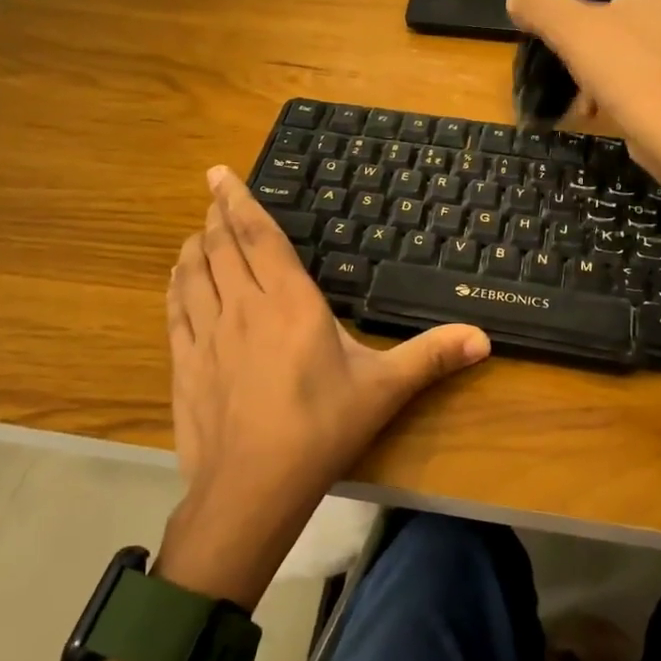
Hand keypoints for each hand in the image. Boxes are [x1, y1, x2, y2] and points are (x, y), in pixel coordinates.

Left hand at [159, 167, 489, 603]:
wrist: (252, 487)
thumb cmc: (322, 428)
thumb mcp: (384, 389)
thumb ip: (431, 357)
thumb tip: (485, 338)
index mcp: (290, 301)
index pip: (261, 237)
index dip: (240, 201)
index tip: (221, 173)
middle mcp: (243, 305)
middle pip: (222, 246)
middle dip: (217, 214)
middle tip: (213, 192)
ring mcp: (207, 333)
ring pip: (194, 272)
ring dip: (196, 245)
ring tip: (199, 230)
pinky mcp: (184, 362)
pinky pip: (175, 309)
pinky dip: (176, 284)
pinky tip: (178, 278)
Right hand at [505, 0, 660, 183]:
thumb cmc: (628, 68)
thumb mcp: (571, 29)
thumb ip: (540, 3)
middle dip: (583, 11)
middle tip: (552, 26)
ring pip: (624, 33)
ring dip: (593, 52)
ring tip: (567, 74)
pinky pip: (635, 65)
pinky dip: (610, 79)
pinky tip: (590, 103)